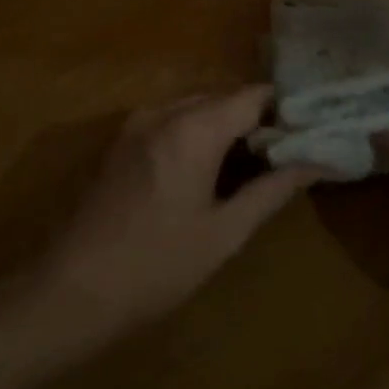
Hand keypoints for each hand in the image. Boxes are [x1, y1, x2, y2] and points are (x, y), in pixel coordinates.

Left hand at [39, 86, 321, 337]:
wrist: (69, 292)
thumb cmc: (156, 266)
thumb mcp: (224, 233)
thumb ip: (272, 190)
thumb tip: (318, 162)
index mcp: (194, 128)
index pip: (254, 95)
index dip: (285, 109)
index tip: (309, 132)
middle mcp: (164, 112)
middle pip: (224, 97)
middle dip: (257, 119)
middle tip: (286, 152)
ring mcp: (136, 124)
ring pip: (197, 107)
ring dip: (226, 126)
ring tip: (253, 164)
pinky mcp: (120, 142)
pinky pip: (171, 121)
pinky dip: (197, 133)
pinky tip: (208, 171)